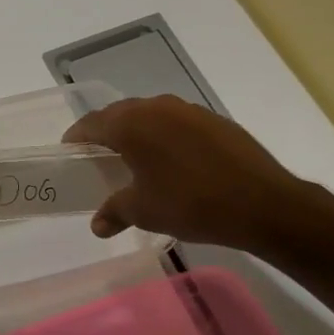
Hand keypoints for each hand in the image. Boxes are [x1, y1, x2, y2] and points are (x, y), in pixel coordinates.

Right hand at [63, 96, 316, 253]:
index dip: (77, 138)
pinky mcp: (215, 121)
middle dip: (106, 133)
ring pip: (151, 116)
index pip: (92, 124)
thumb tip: (97, 226)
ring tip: (135, 159)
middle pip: (120, 114)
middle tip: (99, 157)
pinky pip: (177, 123)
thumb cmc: (191, 204)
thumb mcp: (144, 212)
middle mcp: (157, 108)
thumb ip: (114, 212)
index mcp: (132, 124)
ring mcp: (189, 111)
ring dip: (138, 132)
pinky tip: (173, 162)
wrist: (264, 204)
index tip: (69, 152)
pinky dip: (166, 137)